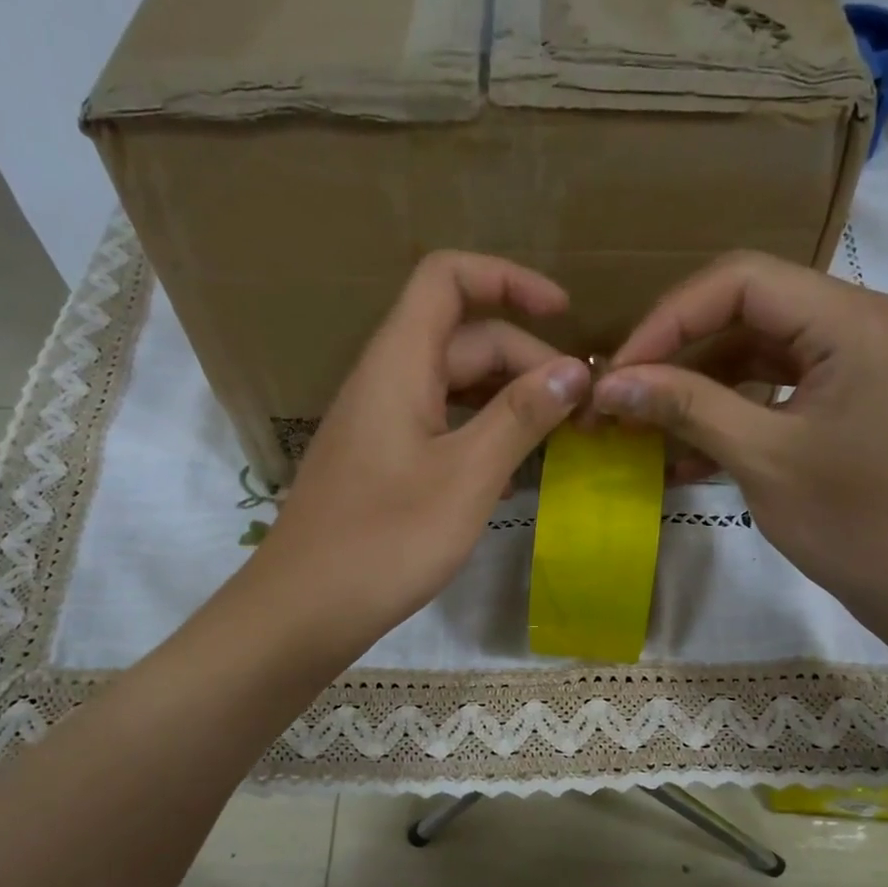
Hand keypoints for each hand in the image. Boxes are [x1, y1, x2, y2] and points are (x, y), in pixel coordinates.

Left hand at [250, 252, 590, 651]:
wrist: (305, 609)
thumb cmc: (386, 540)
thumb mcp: (467, 476)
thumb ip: (520, 416)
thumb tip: (575, 370)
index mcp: (399, 363)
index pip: (448, 278)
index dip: (508, 279)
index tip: (565, 314)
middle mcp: (386, 380)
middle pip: (463, 339)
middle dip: (527, 361)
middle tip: (582, 410)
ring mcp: (381, 424)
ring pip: (454, 387)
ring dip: (509, 402)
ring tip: (559, 438)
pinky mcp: (381, 463)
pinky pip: (440, 427)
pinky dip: (481, 436)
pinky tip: (512, 477)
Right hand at [592, 250, 887, 646]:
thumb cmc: (856, 523)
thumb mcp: (762, 460)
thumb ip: (686, 408)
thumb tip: (609, 384)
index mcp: (851, 321)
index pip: (740, 281)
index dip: (668, 320)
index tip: (618, 371)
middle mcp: (858, 323)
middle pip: (747, 309)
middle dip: (678, 352)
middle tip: (623, 396)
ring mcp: (855, 362)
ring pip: (756, 350)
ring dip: (698, 387)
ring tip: (644, 427)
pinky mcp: (848, 399)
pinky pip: (775, 388)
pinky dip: (730, 413)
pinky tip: (686, 456)